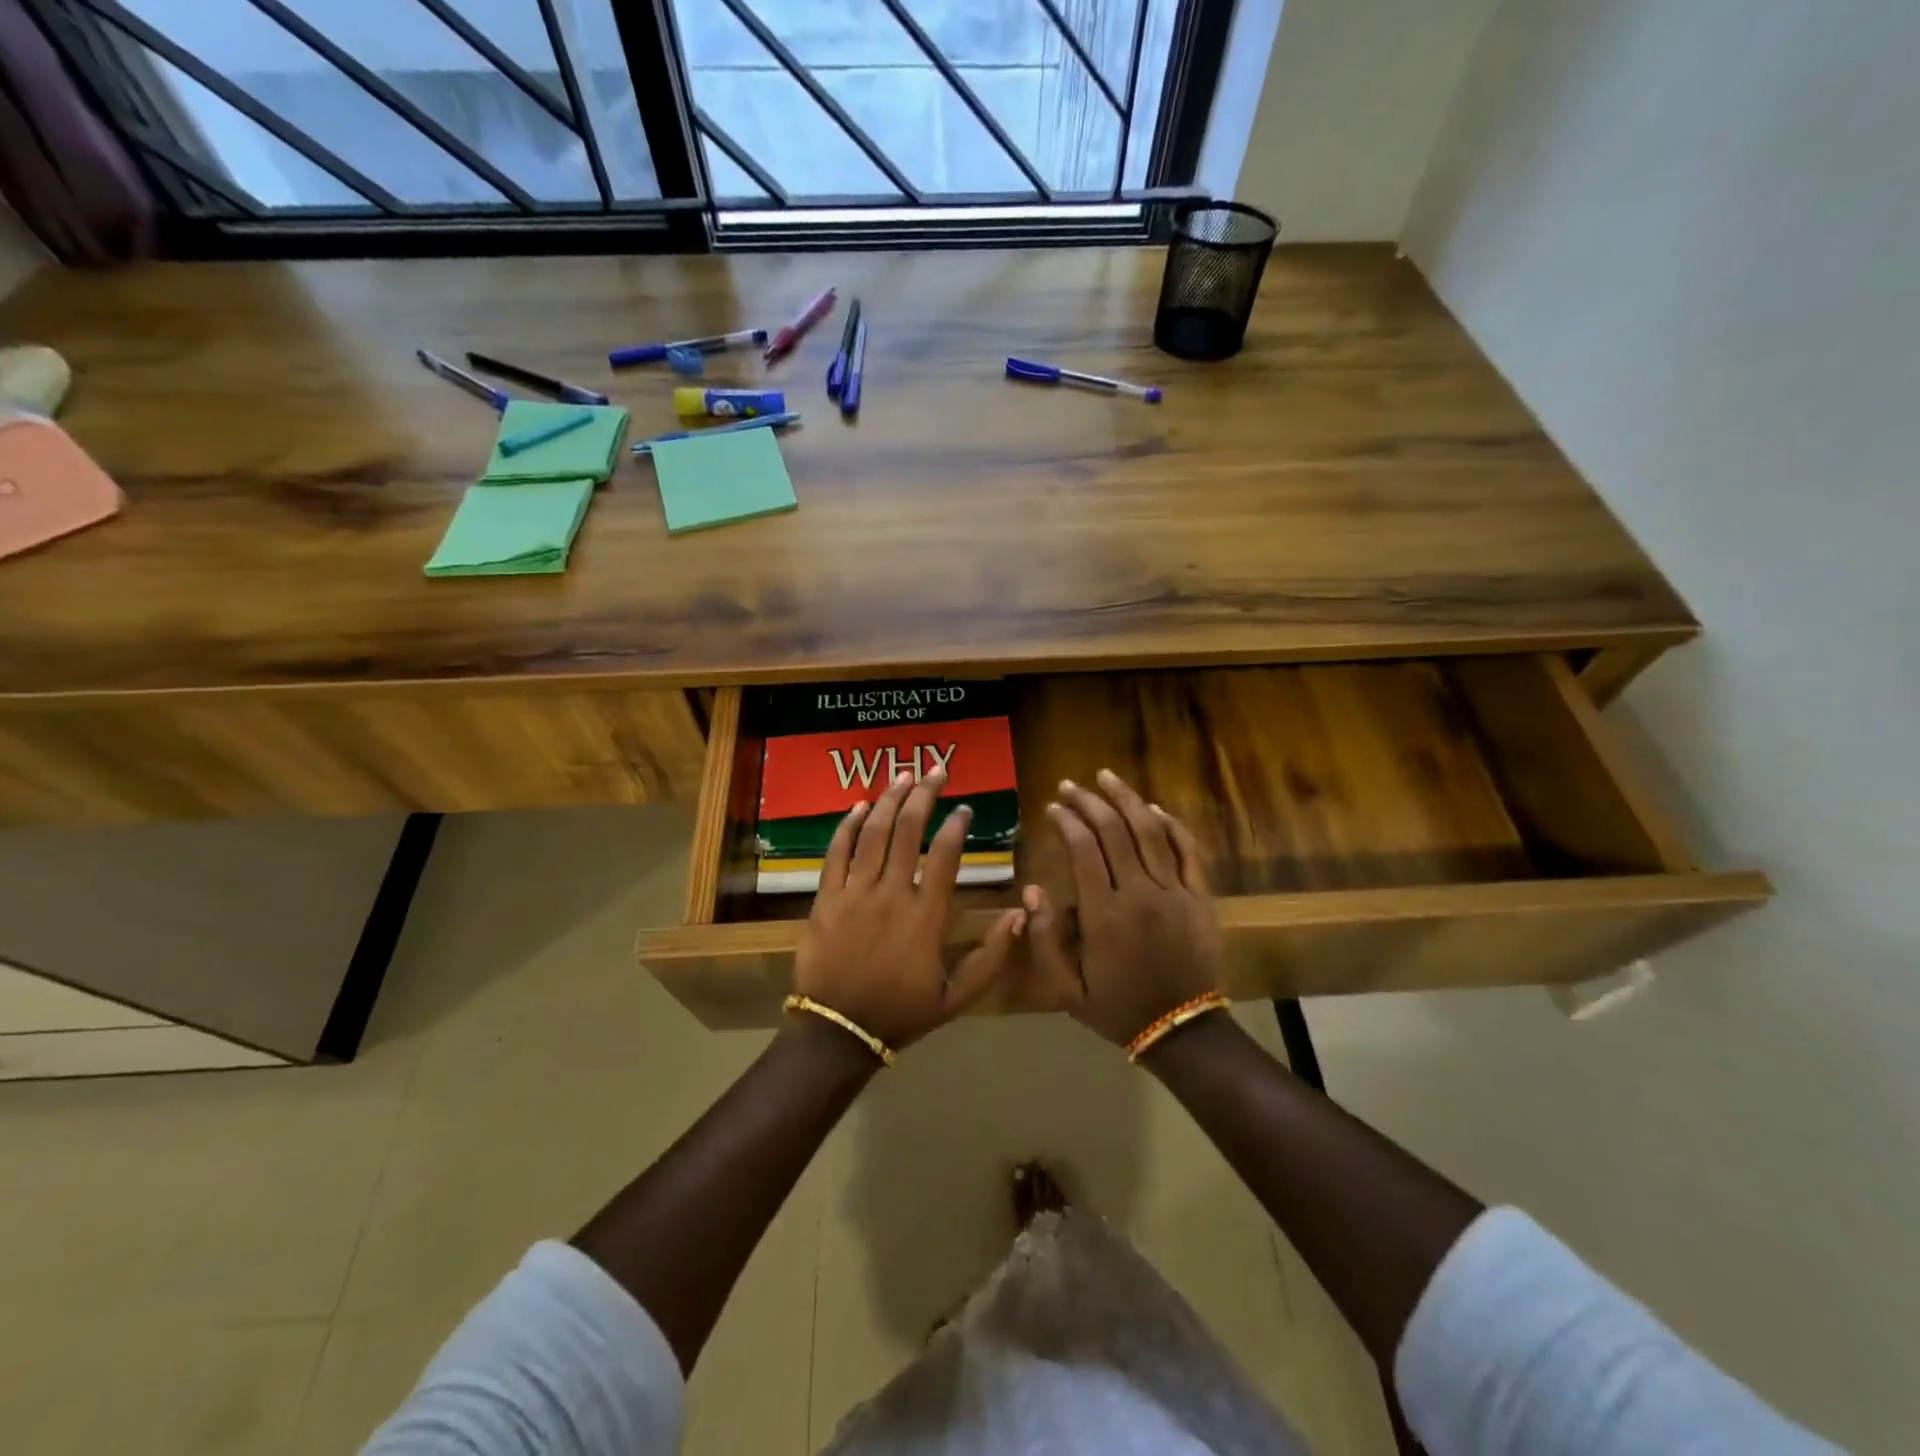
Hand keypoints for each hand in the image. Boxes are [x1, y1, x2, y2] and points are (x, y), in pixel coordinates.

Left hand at [795, 769, 1026, 1051]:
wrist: (837, 1031)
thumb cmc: (901, 1013)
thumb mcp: (957, 996)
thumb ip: (992, 956)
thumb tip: (1020, 913)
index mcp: (926, 916)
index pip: (944, 856)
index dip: (956, 826)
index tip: (965, 808)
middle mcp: (891, 894)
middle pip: (908, 831)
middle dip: (924, 795)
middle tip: (936, 770)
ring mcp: (854, 893)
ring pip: (873, 834)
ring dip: (889, 800)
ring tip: (903, 775)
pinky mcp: (825, 898)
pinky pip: (836, 853)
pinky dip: (848, 826)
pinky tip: (860, 805)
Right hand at [1026, 769, 1220, 1046]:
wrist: (1181, 1028)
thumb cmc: (1117, 1007)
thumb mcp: (1066, 988)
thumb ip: (1045, 940)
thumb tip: (1032, 891)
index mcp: (1104, 914)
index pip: (1083, 850)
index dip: (1067, 822)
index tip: (1053, 807)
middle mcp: (1139, 892)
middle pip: (1114, 831)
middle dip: (1089, 801)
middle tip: (1070, 785)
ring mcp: (1175, 891)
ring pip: (1150, 831)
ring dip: (1127, 799)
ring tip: (1107, 777)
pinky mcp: (1200, 896)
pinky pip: (1187, 850)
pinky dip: (1171, 825)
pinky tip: (1153, 808)